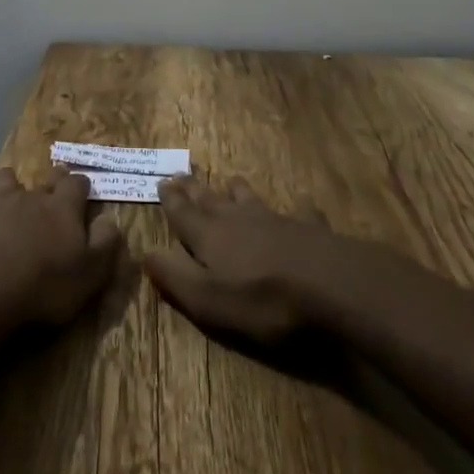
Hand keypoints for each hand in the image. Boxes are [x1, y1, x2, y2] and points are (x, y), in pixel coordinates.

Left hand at [0, 166, 122, 349]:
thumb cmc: (46, 286)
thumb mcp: (91, 272)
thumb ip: (106, 243)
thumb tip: (109, 219)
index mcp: (63, 209)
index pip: (77, 185)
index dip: (82, 185)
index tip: (85, 189)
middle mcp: (30, 199)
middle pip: (43, 182)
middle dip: (51, 180)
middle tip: (54, 183)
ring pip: (3, 183)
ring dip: (7, 181)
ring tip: (8, 180)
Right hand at [143, 176, 350, 344]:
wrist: (328, 284)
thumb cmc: (261, 299)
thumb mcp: (208, 299)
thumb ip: (175, 277)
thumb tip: (145, 252)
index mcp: (209, 236)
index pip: (183, 213)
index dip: (171, 200)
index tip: (162, 181)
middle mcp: (238, 219)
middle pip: (211, 200)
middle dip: (195, 189)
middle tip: (183, 174)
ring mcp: (275, 219)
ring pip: (249, 198)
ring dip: (237, 190)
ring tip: (230, 181)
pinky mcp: (308, 227)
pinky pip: (299, 212)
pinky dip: (297, 207)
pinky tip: (302, 203)